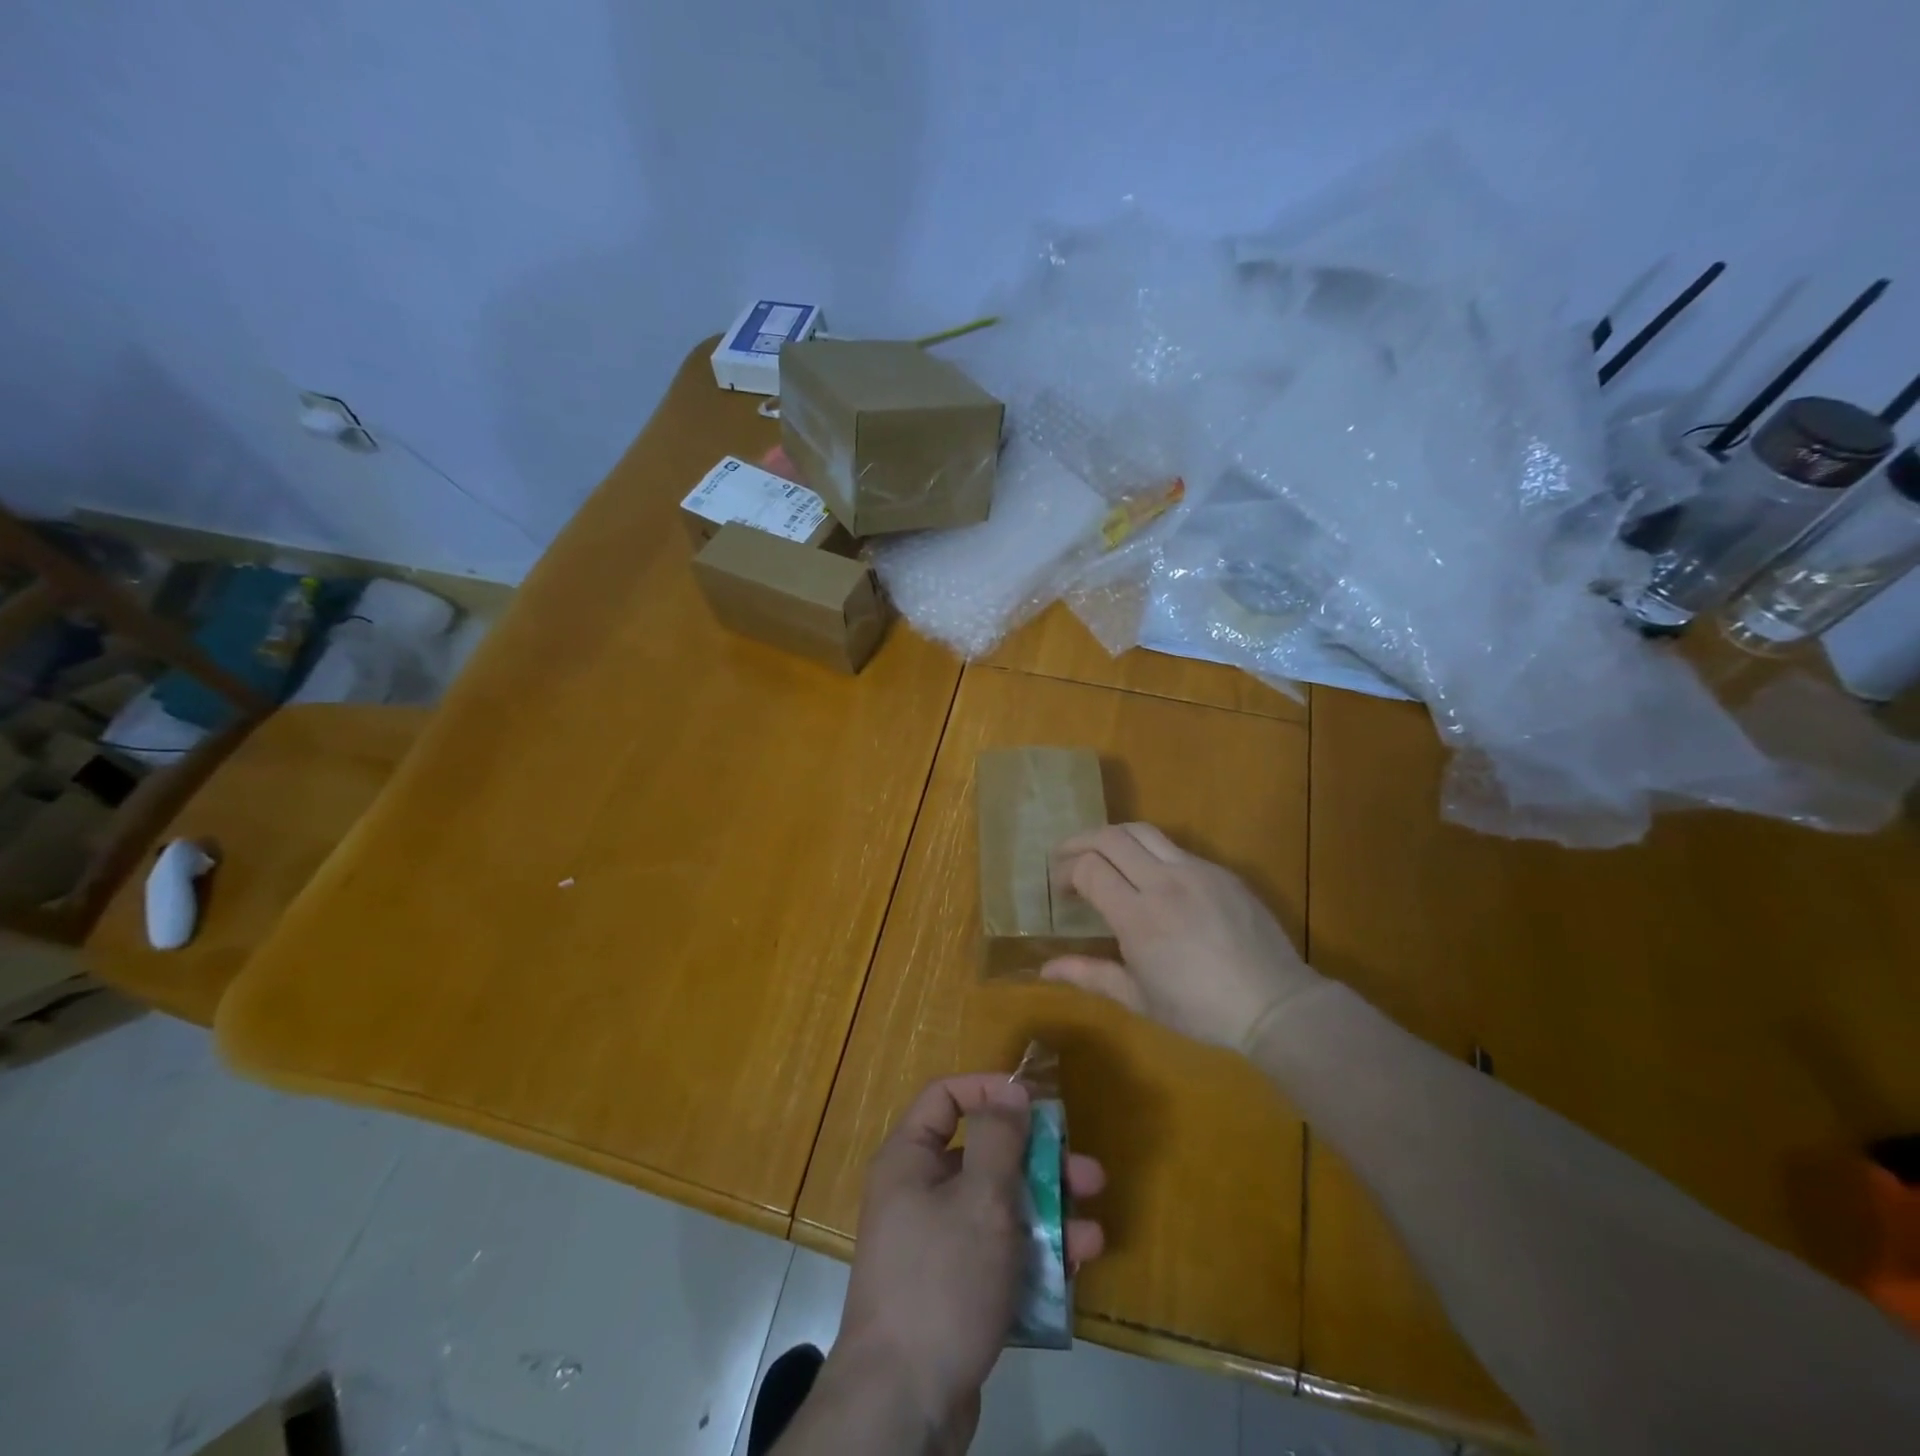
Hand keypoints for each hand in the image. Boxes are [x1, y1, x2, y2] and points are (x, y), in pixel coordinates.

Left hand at [833, 1074, 1106, 1446]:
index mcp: (910, 1159)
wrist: (903, 1404)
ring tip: (1094, 1231)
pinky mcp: (955, 1288)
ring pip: (999, 1208)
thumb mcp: (979, 1199)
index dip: (989, 1089)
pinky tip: (1075, 1267)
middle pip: (984, 1155)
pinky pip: (998, 1253)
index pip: (946, 1097)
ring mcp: (937, 1244)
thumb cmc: (942, 1280)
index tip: (1035, 1101)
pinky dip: (1034, 1255)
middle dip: (1039, 1162)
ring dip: (1048, 1213)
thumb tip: (1011, 1090)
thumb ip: (999, 1138)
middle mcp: (919, 1193)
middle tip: (1089, 1172)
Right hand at [1044, 822, 1319, 1051]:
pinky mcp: (1219, 871)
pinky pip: (1174, 848)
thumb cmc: (1199, 1009)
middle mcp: (1163, 882)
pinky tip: (1147, 875)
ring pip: (1142, 831)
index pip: (1089, 867)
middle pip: (1110, 837)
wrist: (1273, 1003)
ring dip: (1113, 837)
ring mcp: (1195, 870)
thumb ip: (1089, 974)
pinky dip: (1148, 852)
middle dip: (1079, 842)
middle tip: (1064, 857)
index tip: (1061, 891)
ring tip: (1100, 854)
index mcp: (1138, 916)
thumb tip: (1044, 969)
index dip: (1066, 872)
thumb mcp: (1138, 997)